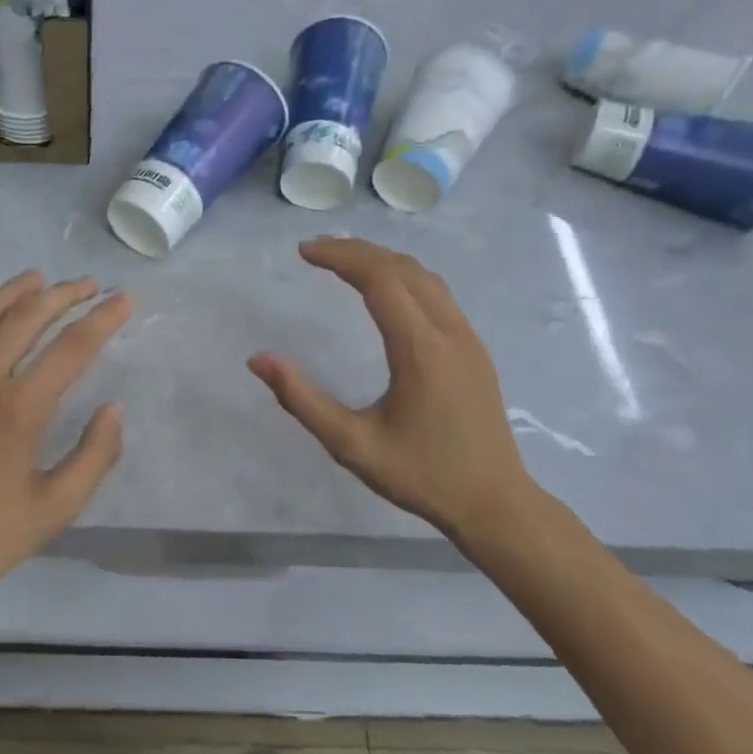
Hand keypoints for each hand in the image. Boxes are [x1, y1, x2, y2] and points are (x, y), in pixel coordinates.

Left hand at [0, 271, 130, 625]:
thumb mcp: (53, 510)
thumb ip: (94, 456)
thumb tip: (114, 409)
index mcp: (19, 408)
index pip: (72, 347)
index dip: (103, 319)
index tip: (124, 299)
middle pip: (28, 317)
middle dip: (65, 294)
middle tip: (90, 284)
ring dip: (18, 291)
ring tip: (41, 278)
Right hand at [248, 238, 542, 554]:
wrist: (494, 503)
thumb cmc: (421, 475)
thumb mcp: (351, 445)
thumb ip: (302, 400)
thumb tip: (258, 360)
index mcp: (420, 350)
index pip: (379, 279)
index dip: (340, 257)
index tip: (303, 251)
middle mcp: (449, 332)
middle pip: (402, 268)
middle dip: (357, 250)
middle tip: (315, 250)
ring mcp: (468, 338)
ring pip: (425, 277)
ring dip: (382, 260)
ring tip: (344, 260)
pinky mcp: (474, 349)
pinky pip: (438, 294)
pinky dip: (404, 277)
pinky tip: (385, 290)